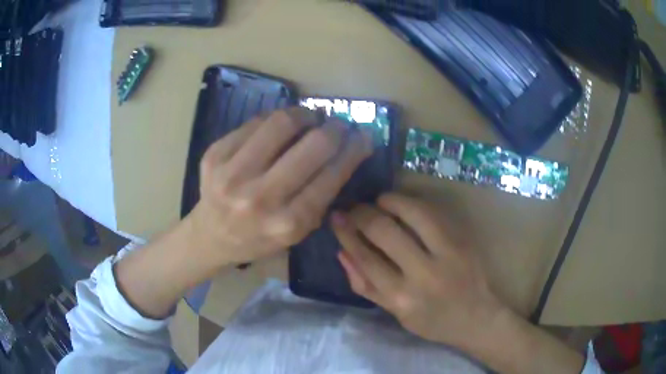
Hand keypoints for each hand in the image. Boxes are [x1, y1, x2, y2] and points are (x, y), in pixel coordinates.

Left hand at [187, 107, 372, 265]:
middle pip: (313, 145)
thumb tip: (347, 151)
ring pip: (281, 123)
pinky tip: (280, 126)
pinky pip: (255, 122)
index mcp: (287, 223)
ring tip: (311, 117)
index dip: (354, 150)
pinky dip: (275, 119)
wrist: (210, 236)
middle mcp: (260, 198)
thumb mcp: (298, 233)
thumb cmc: (258, 239)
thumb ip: (322, 197)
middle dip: (335, 128)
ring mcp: (232, 173)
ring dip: (305, 114)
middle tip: (338, 124)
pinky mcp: (215, 154)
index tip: (363, 137)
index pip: (332, 175)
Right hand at [331, 193, 503, 347]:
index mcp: (401, 297)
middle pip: (384, 230)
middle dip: (362, 213)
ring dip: (389, 200)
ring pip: (411, 212)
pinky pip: (433, 212)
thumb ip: (365, 285)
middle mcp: (423, 273)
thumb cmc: (432, 321)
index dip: (346, 233)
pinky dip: (412, 203)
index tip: (336, 217)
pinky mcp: (462, 239)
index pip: (365, 256)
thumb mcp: (394, 313)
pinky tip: (402, 204)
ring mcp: (447, 252)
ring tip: (378, 201)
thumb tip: (342, 252)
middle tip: (354, 208)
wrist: (477, 317)